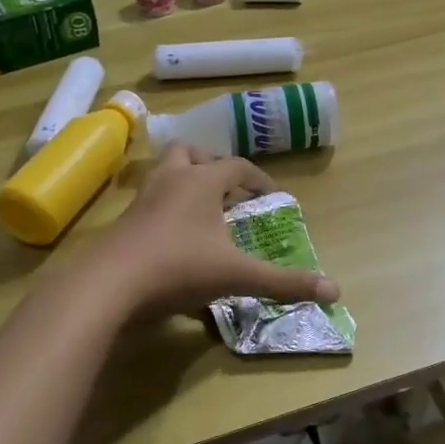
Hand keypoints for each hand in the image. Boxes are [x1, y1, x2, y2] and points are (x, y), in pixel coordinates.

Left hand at [87, 145, 340, 318]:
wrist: (109, 285)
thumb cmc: (178, 267)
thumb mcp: (237, 276)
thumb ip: (284, 283)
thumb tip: (335, 291)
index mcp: (201, 181)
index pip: (236, 165)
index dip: (258, 179)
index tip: (272, 196)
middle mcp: (171, 179)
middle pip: (192, 153)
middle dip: (213, 166)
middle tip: (229, 190)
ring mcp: (143, 198)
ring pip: (166, 172)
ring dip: (186, 181)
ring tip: (203, 209)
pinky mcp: (124, 220)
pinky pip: (150, 200)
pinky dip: (167, 206)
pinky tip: (175, 236)